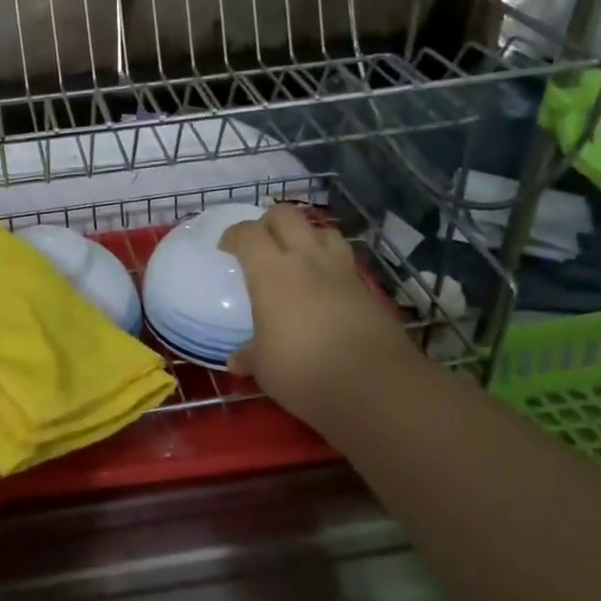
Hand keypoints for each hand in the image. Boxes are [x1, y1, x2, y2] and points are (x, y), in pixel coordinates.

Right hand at [221, 205, 428, 441]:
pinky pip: (344, 258)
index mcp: (271, 272)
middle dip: (269, 222)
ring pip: (322, 229)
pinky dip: (330, 261)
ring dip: (305, 235)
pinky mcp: (367, 287)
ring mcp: (341, 270)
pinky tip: (325, 285)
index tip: (226, 249)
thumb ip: (250, 356)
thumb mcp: (265, 368)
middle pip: (286, 215)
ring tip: (297, 257)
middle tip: (260, 245)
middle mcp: (305, 259)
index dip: (234, 236)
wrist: (375, 386)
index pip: (247, 233)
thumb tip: (236, 361)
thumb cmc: (303, 371)